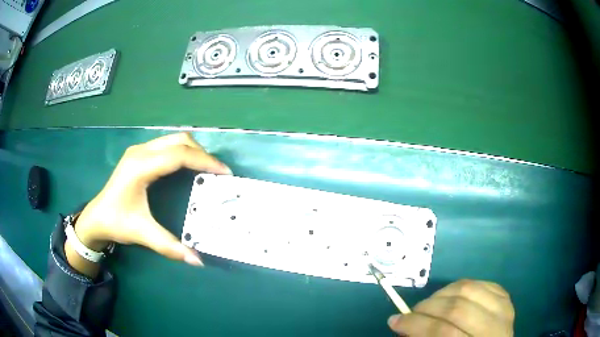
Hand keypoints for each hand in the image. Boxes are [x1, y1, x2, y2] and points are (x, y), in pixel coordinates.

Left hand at [73, 133, 230, 266]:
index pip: (178, 155)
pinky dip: (183, 152)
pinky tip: (188, 167)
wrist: (95, 217)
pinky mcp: (139, 154)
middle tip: (217, 173)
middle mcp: (140, 152)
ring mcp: (139, 150)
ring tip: (207, 169)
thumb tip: (197, 261)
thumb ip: (170, 246)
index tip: (224, 173)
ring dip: (193, 151)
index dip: (204, 161)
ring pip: (174, 139)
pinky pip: (167, 145)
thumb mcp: (142, 233)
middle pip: (179, 141)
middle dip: (202, 153)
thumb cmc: (116, 222)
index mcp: (140, 167)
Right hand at [388, 280, 514, 336]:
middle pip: (456, 308)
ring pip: (469, 289)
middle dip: (427, 308)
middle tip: (412, 312)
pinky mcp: (506, 297)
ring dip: (442, 294)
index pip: (442, 332)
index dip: (415, 325)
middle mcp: (494, 327)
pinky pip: (480, 283)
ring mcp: (503, 309)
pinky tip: (450, 296)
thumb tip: (402, 324)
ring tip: (430, 303)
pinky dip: (459, 288)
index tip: (394, 321)